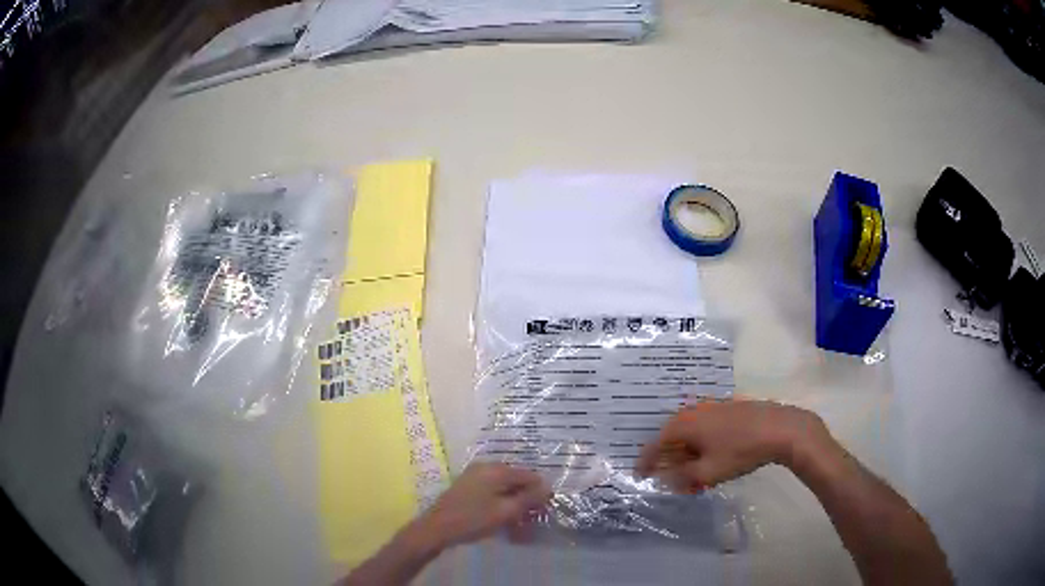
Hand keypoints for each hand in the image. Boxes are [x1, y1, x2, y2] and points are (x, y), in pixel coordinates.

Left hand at [413, 462, 551, 548]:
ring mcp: (475, 475)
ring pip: (505, 487)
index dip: (540, 493)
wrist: (436, 528)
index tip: (544, 511)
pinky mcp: (468, 485)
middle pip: (517, 480)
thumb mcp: (505, 511)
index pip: (530, 476)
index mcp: (497, 470)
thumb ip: (528, 498)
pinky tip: (502, 519)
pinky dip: (501, 504)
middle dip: (527, 500)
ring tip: (517, 524)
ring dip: (514, 504)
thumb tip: (547, 487)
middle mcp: (487, 467)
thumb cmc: (473, 520)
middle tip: (530, 520)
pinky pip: (493, 491)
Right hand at [636, 399, 828, 491]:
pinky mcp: (729, 408)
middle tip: (669, 476)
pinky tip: (712, 456)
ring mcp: (713, 407)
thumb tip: (665, 479)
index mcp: (685, 424)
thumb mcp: (708, 472)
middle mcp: (695, 411)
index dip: (646, 460)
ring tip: (692, 471)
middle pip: (672, 435)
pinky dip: (701, 443)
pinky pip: (705, 426)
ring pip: (690, 431)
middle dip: (669, 457)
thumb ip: (683, 477)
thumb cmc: (740, 451)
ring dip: (686, 451)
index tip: (640, 474)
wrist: (779, 428)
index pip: (656, 442)